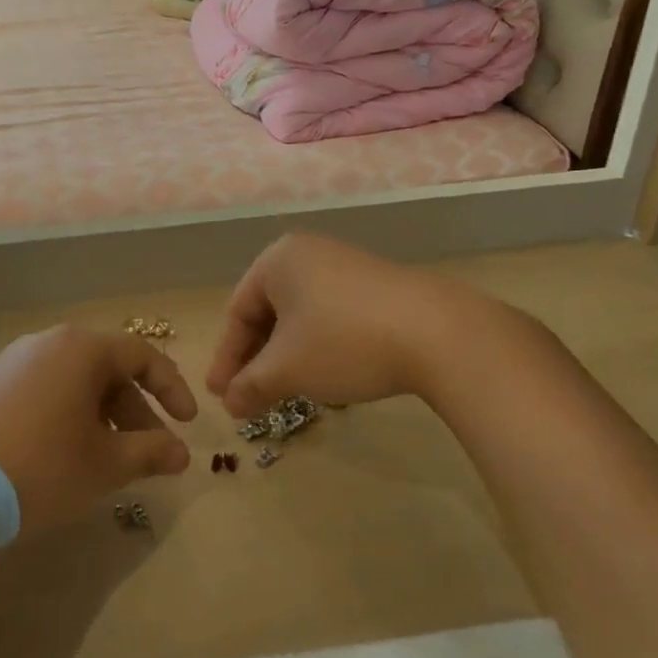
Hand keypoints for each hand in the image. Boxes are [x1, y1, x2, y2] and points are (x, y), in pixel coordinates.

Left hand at [0, 325, 196, 532]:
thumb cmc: (43, 466)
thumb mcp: (105, 464)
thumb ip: (150, 452)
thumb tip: (181, 453)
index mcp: (82, 349)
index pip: (142, 357)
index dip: (171, 389)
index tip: (188, 424)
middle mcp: (48, 343)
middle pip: (106, 370)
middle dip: (135, 412)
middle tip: (149, 453)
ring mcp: (13, 361)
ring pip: (74, 382)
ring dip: (101, 417)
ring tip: (108, 460)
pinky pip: (43, 391)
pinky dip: (66, 416)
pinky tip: (64, 455)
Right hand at [207, 234, 519, 415]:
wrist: (438, 333)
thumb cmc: (344, 343)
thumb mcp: (287, 369)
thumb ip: (250, 385)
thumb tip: (229, 404)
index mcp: (278, 260)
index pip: (237, 311)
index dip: (226, 358)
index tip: (220, 397)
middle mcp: (308, 253)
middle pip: (268, 312)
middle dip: (256, 359)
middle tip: (247, 397)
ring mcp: (345, 266)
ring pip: (300, 317)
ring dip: (286, 356)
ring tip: (284, 391)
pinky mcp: (375, 285)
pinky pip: (330, 316)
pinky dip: (317, 347)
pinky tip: (325, 374)